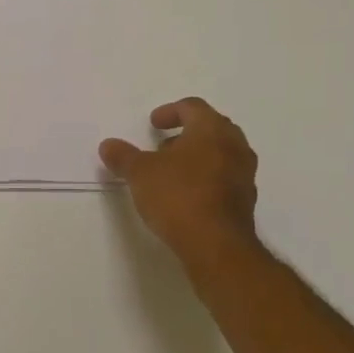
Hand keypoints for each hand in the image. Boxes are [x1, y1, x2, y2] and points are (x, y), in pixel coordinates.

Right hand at [100, 98, 260, 258]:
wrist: (216, 244)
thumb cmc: (178, 196)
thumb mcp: (139, 173)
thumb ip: (123, 156)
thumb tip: (108, 145)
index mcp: (211, 130)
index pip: (193, 107)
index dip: (170, 111)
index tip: (153, 123)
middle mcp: (234, 146)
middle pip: (211, 128)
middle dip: (186, 133)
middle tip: (163, 145)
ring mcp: (244, 174)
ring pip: (221, 153)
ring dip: (197, 156)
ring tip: (171, 171)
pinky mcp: (245, 200)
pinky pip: (225, 177)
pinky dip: (206, 177)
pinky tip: (186, 194)